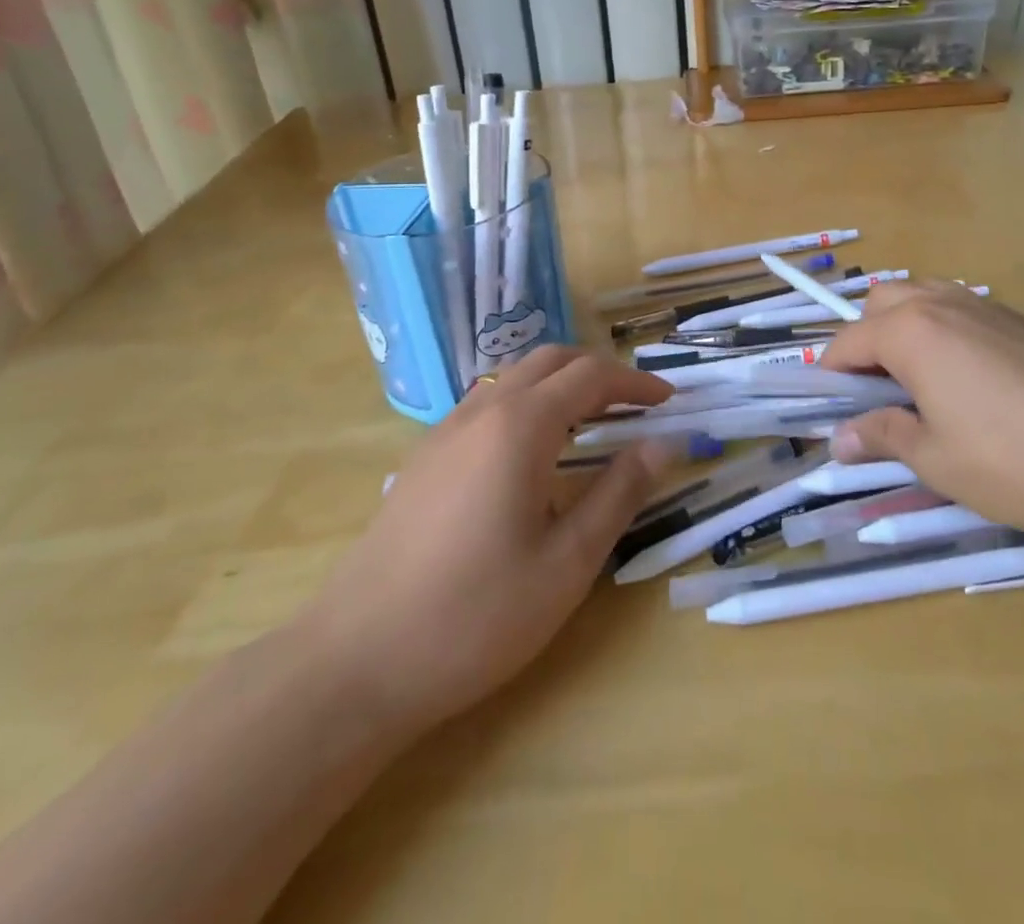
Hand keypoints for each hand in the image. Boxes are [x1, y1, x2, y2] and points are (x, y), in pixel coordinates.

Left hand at [300, 347, 671, 734]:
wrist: (355, 662)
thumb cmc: (476, 616)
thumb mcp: (567, 562)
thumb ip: (620, 493)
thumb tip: (663, 445)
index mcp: (521, 426)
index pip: (591, 377)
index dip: (635, 383)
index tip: (668, 401)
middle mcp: (482, 412)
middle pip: (550, 361)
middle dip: (599, 373)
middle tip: (635, 406)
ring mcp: (445, 432)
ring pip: (514, 379)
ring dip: (560, 386)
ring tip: (592, 424)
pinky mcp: (424, 458)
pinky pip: (486, 405)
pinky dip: (526, 405)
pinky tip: (532, 455)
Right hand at [818, 281, 1023, 547]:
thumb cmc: (1016, 459)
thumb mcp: (936, 460)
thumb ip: (882, 437)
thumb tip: (840, 439)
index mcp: (910, 331)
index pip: (847, 342)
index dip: (831, 377)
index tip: (833, 413)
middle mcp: (941, 304)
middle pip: (880, 303)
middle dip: (864, 340)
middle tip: (877, 395)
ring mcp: (985, 306)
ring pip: (921, 297)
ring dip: (902, 328)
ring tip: (917, 383)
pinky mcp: (1020, 320)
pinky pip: (959, 309)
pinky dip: (941, 331)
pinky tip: (967, 382)